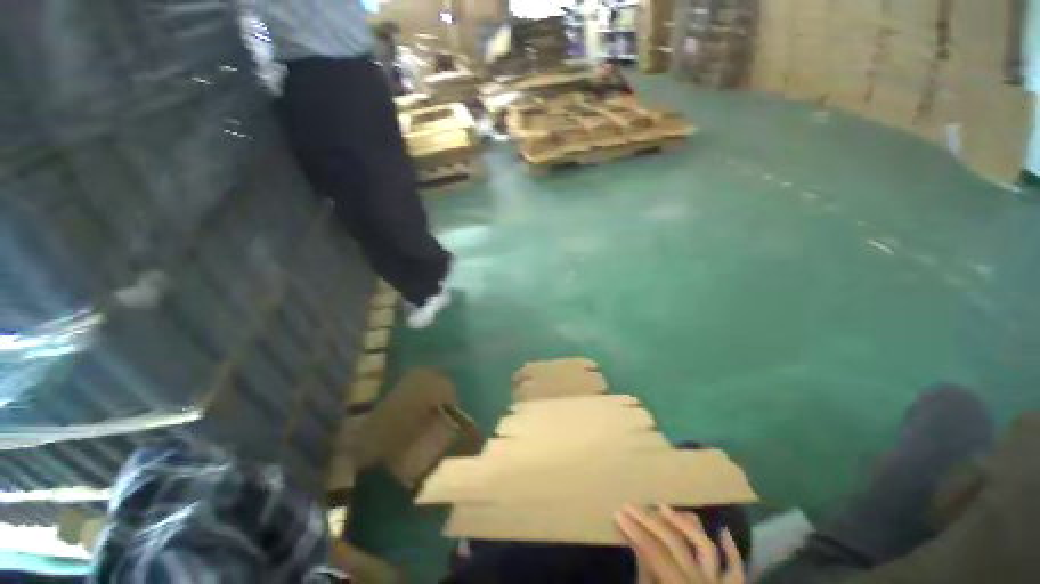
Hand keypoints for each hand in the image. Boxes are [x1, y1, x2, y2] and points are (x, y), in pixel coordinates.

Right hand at [616, 504, 744, 583]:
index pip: (654, 551)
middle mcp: (702, 583)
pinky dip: (731, 550)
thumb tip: (636, 548)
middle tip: (630, 506)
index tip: (618, 512)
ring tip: (663, 506)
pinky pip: (736, 569)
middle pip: (674, 543)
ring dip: (683, 523)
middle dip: (649, 520)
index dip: (635, 530)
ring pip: (704, 546)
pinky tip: (721, 531)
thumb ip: (645, 580)